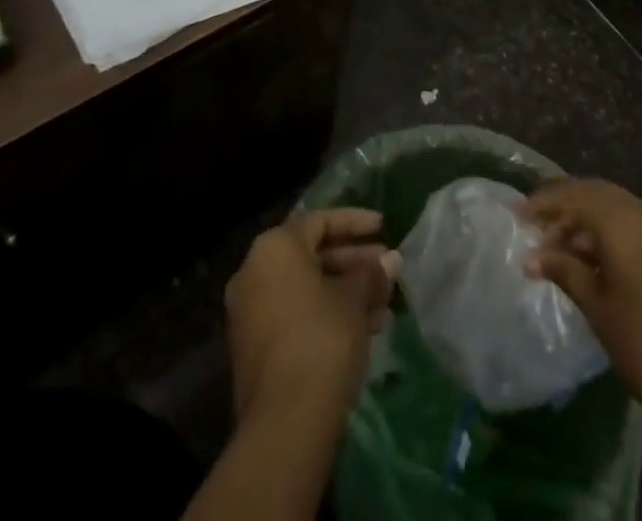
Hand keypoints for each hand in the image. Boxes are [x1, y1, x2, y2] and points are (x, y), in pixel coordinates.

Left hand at [225, 209, 399, 423]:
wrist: (284, 421)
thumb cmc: (322, 338)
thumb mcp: (354, 299)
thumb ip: (371, 274)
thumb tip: (390, 261)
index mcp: (275, 247)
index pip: (320, 220)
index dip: (355, 222)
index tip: (384, 227)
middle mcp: (254, 272)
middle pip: (311, 254)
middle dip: (353, 261)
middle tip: (387, 268)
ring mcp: (250, 312)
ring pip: (306, 288)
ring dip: (345, 291)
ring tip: (383, 304)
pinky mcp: (255, 348)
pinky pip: (296, 314)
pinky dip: (327, 314)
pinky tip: (364, 330)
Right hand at [523, 179, 641, 440]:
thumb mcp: (599, 308)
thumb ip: (564, 271)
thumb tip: (531, 257)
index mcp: (623, 221)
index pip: (574, 195)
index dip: (543, 203)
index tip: (516, 215)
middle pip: (593, 193)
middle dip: (562, 206)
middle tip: (532, 227)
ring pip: (611, 206)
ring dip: (582, 220)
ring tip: (553, 248)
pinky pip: (629, 222)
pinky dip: (604, 230)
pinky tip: (586, 257)